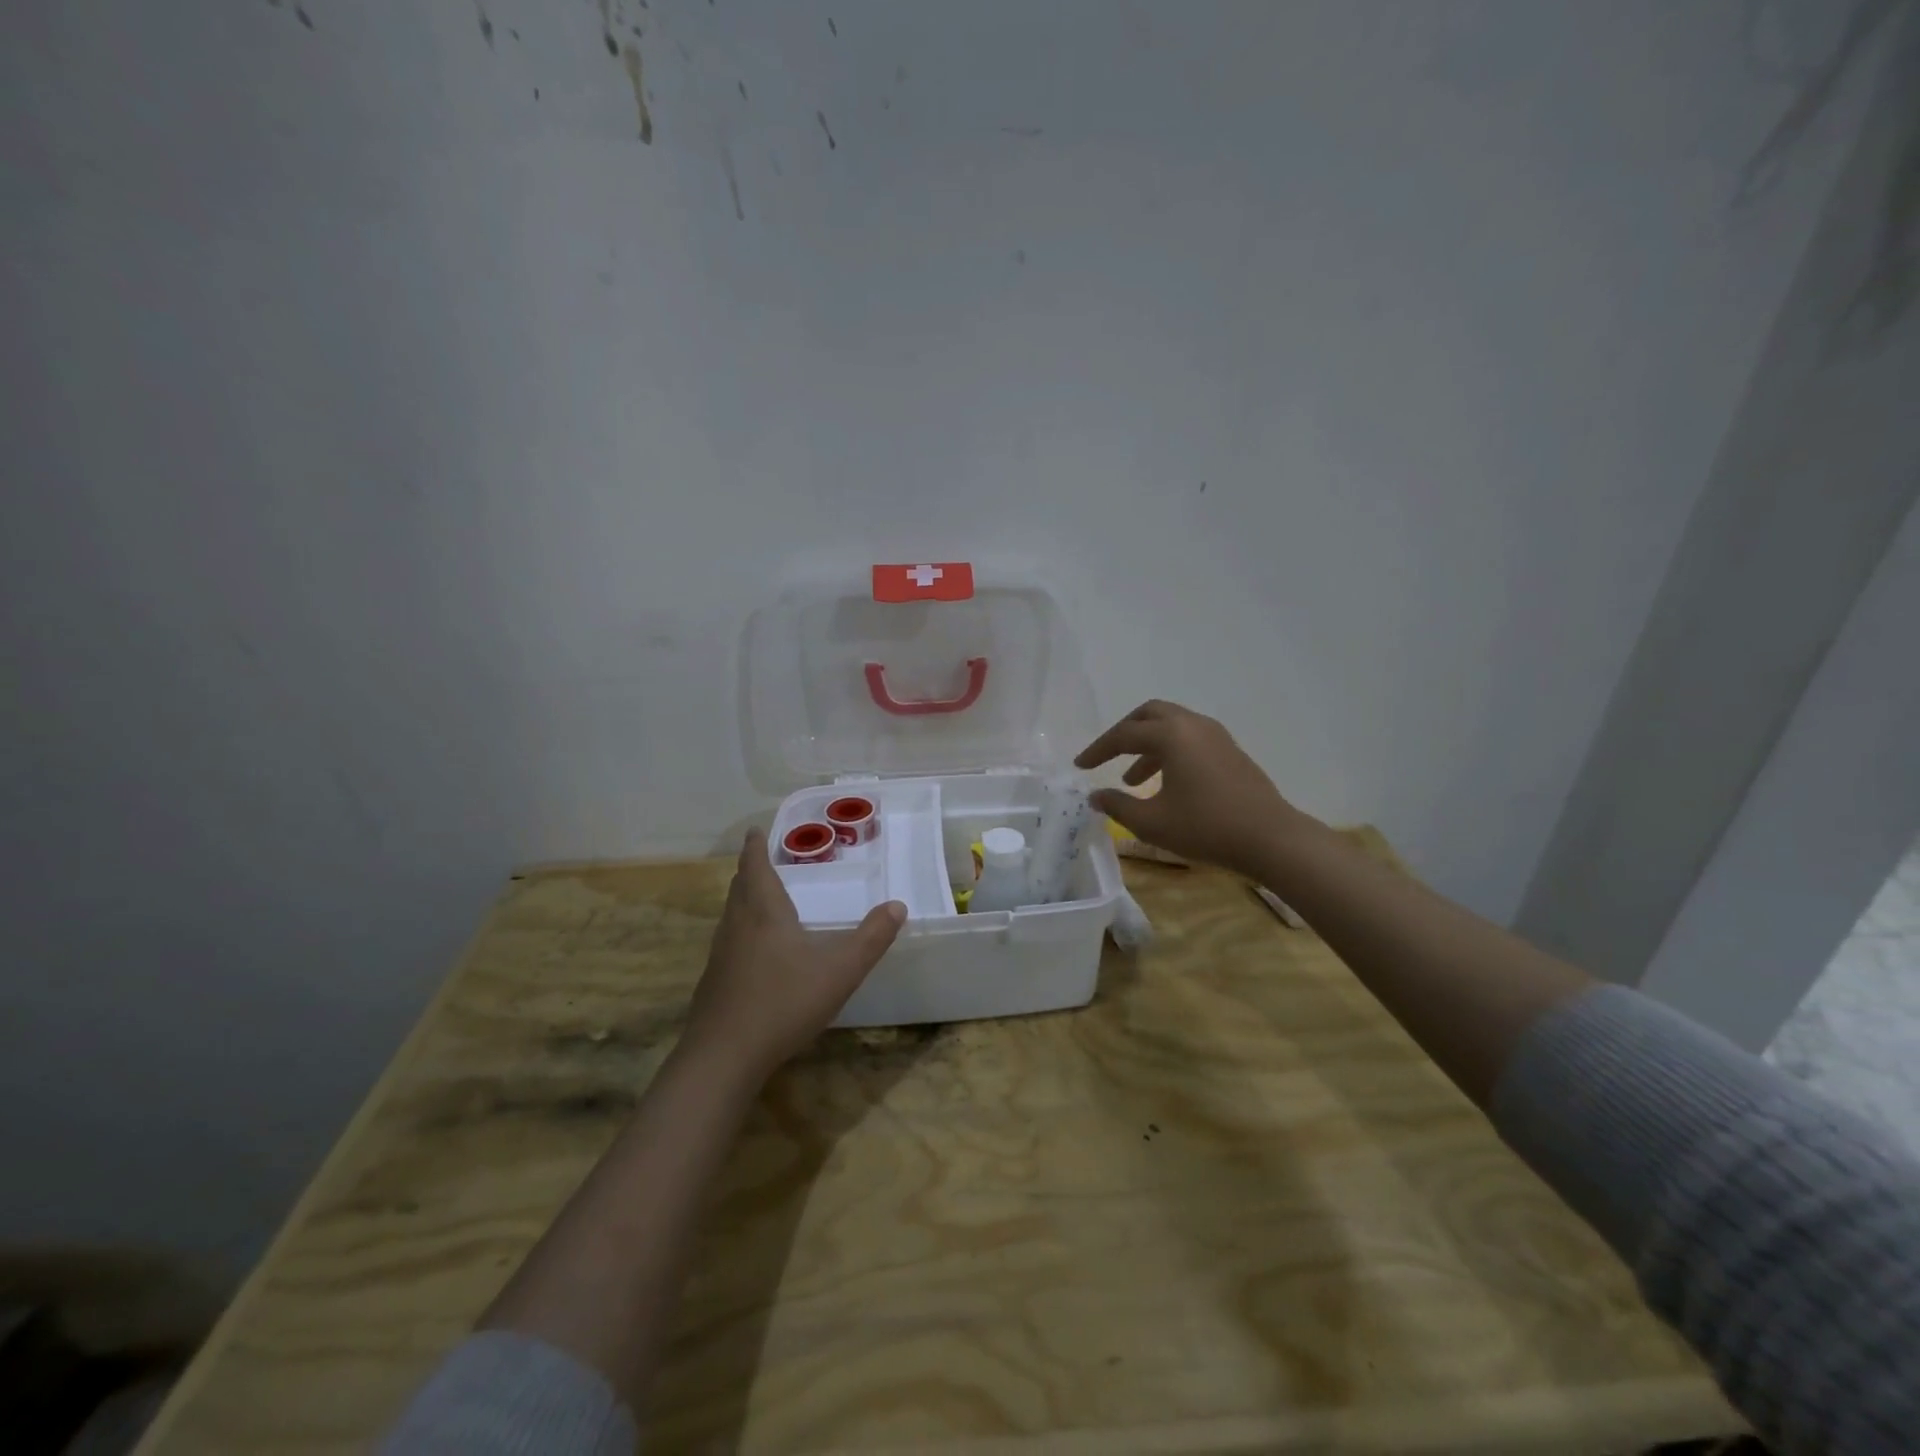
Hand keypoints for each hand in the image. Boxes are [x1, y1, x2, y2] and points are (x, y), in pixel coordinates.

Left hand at [682, 828, 905, 1080]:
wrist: (724, 1057)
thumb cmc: (784, 1002)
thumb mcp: (840, 970)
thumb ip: (871, 938)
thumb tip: (898, 906)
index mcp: (764, 913)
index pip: (756, 868)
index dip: (755, 847)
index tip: (754, 830)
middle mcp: (737, 926)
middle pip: (740, 888)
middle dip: (750, 870)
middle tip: (760, 859)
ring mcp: (720, 956)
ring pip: (731, 916)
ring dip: (743, 899)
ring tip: (757, 898)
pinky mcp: (714, 983)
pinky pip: (728, 943)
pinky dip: (740, 931)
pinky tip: (753, 952)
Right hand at [1075, 700, 1304, 877]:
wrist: (1271, 838)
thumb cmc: (1206, 827)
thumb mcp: (1152, 822)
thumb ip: (1118, 805)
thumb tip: (1095, 796)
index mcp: (1171, 735)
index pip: (1123, 735)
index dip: (1098, 750)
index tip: (1079, 766)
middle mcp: (1193, 725)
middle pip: (1149, 714)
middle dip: (1124, 733)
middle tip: (1107, 755)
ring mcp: (1216, 736)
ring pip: (1172, 726)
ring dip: (1148, 745)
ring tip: (1133, 780)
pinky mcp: (1230, 751)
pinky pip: (1190, 738)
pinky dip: (1170, 752)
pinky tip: (1166, 783)